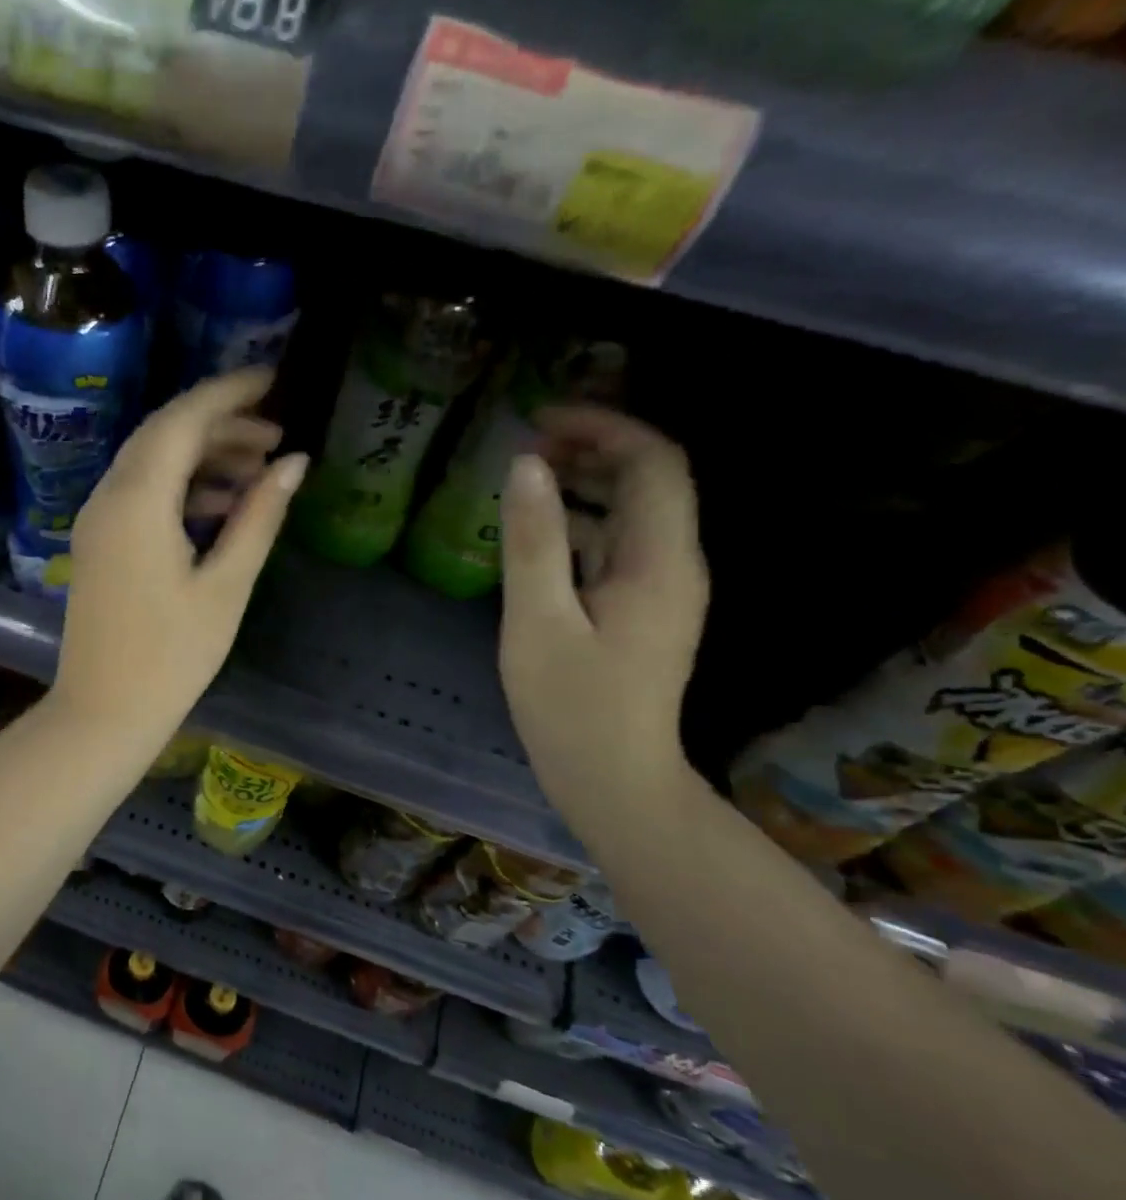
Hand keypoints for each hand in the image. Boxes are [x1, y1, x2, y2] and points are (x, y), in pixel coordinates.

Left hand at [50, 367, 307, 738]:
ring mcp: (97, 519)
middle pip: (164, 433)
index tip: (274, 379)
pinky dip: (180, 486)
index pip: (183, 419)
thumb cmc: (172, 657)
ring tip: (259, 469)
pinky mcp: (98, 541)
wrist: (103, 711)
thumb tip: (293, 462)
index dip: (230, 392)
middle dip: (221, 423)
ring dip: (202, 456)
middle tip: (276, 435)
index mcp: (138, 501)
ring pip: (151, 462)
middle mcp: (108, 496)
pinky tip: (221, 504)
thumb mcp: (226, 585)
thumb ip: (258, 517)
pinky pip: (140, 492)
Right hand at [498, 405, 708, 839]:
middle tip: (526, 444)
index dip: (604, 426)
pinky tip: (536, 534)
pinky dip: (581, 522)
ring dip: (585, 482)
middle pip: (650, 479)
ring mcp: (661, 588)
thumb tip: (526, 464)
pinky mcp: (642, 608)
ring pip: (633, 511)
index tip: (541, 420)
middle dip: (593, 447)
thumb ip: (532, 541)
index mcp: (658, 562)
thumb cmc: (570, 706)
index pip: (653, 463)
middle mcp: (673, 564)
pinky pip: (618, 544)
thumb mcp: (537, 621)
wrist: (613, 779)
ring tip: (525, 477)